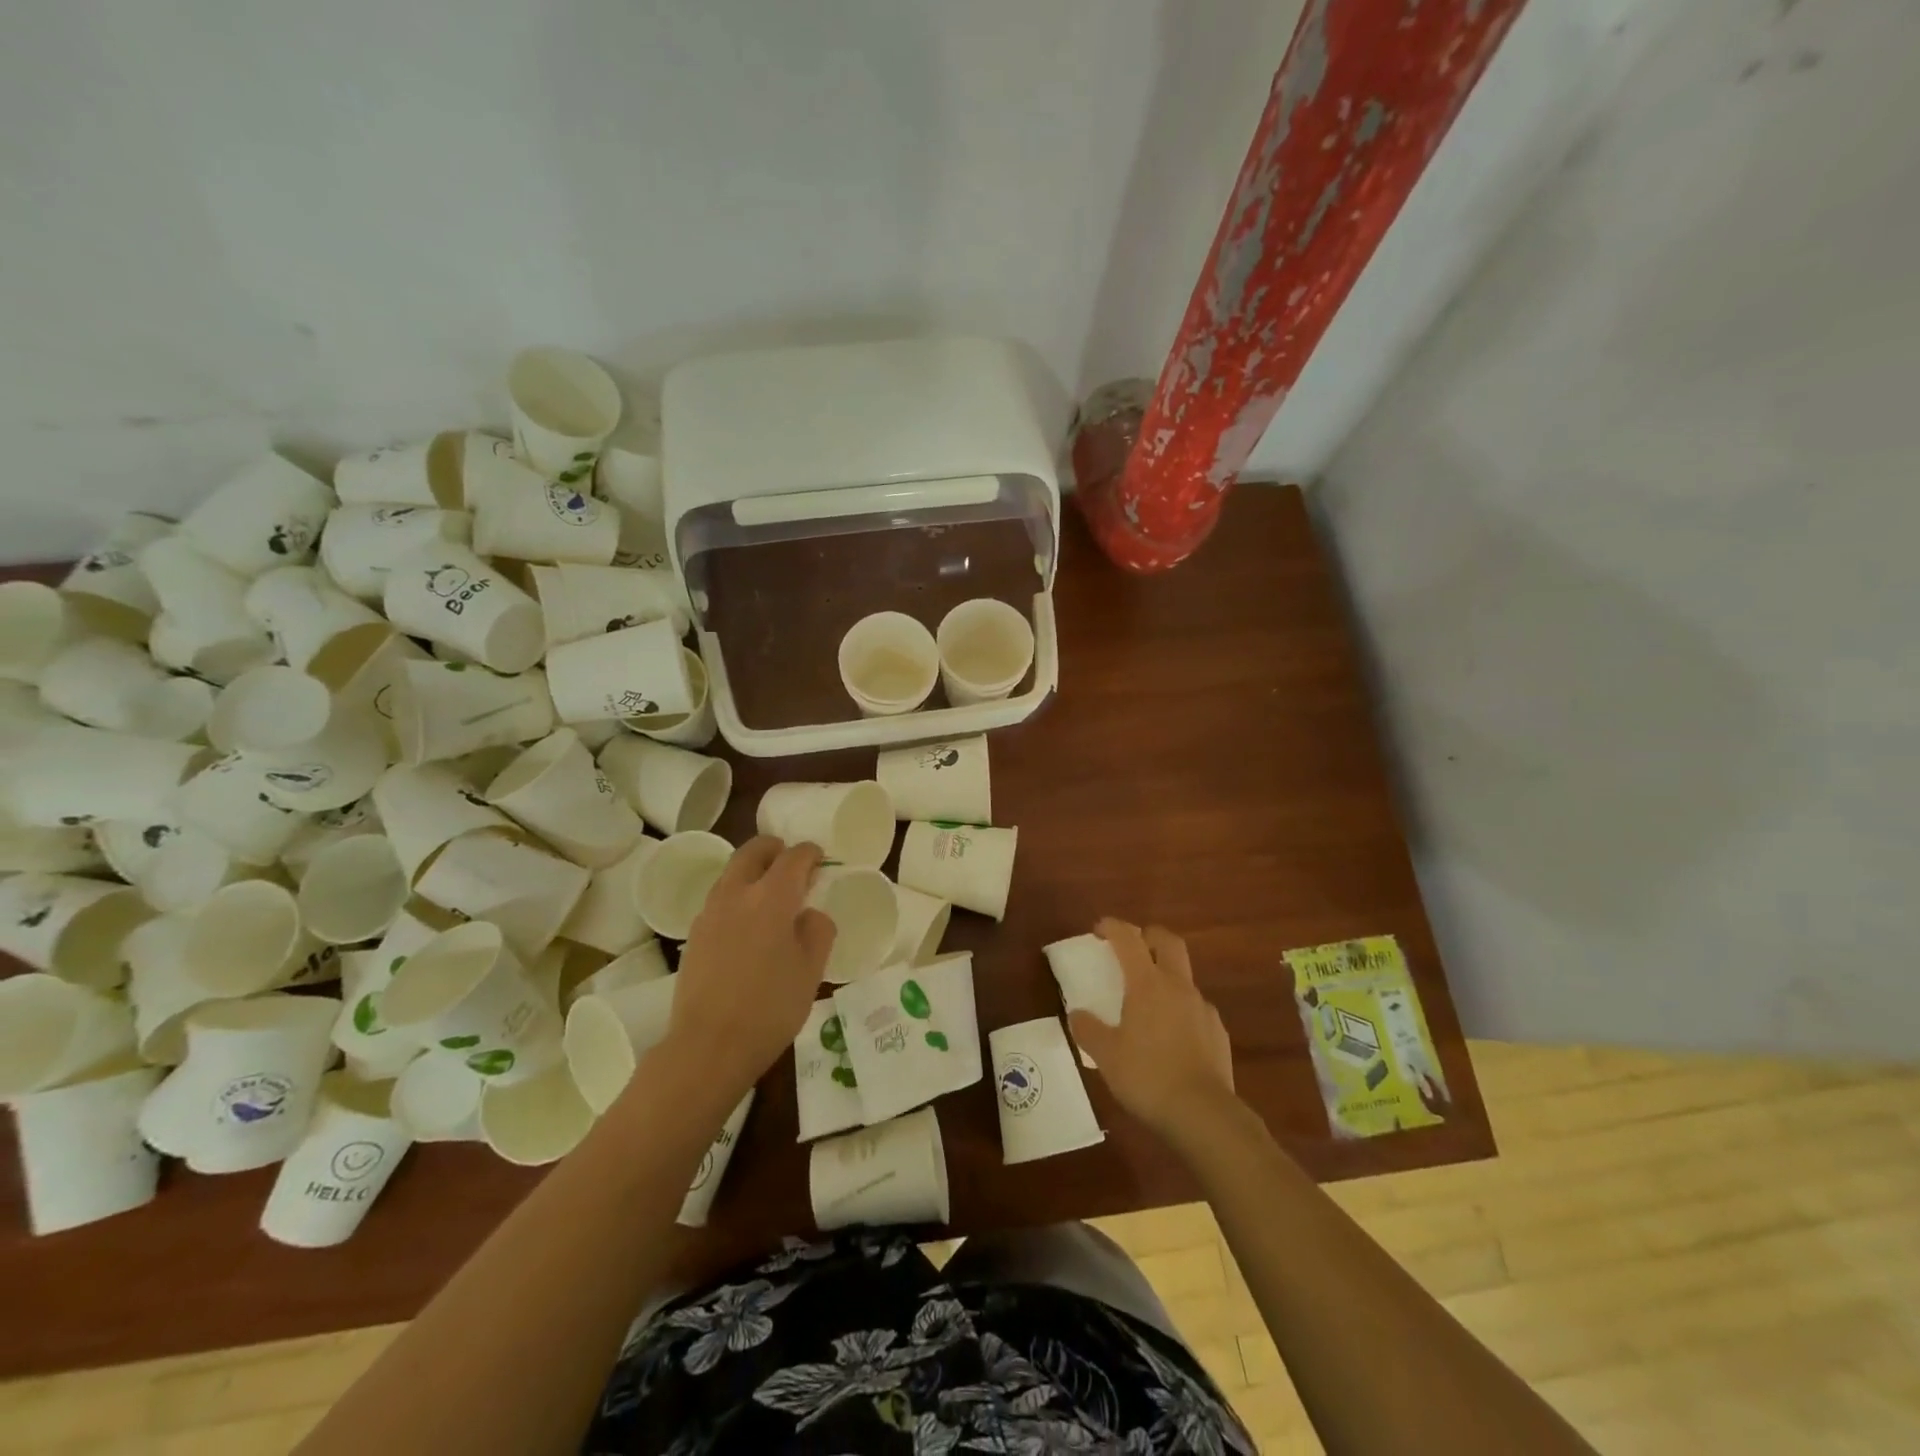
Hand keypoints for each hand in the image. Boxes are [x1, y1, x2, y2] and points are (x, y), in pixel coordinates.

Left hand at [668, 837, 835, 1097]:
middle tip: (791, 861)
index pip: (793, 857)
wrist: (708, 1046)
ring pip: (732, 873)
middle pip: (753, 852)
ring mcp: (710, 913)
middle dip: (774, 849)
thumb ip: (818, 930)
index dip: (809, 853)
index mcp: (771, 897)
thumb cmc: (770, 1007)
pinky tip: (749, 924)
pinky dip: (738, 896)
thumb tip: (808, 915)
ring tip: (771, 893)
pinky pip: (721, 899)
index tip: (820, 858)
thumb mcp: (812, 970)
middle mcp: (737, 894)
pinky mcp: (694, 935)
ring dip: (753, 871)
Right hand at [1069, 919, 1235, 1140]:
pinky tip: (1170, 1036)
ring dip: (1165, 976)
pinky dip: (1180, 1009)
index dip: (1113, 927)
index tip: (1099, 928)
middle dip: (1148, 936)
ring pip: (1184, 977)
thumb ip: (1088, 1030)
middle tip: (1131, 948)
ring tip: (1147, 1003)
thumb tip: (1077, 1014)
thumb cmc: (1148, 1077)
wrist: (1204, 1114)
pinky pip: (1195, 1008)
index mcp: (1148, 984)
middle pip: (1168, 942)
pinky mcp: (1217, 1032)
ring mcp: (1202, 1008)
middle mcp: (1178, 987)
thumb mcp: (1106, 1056)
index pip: (1129, 940)